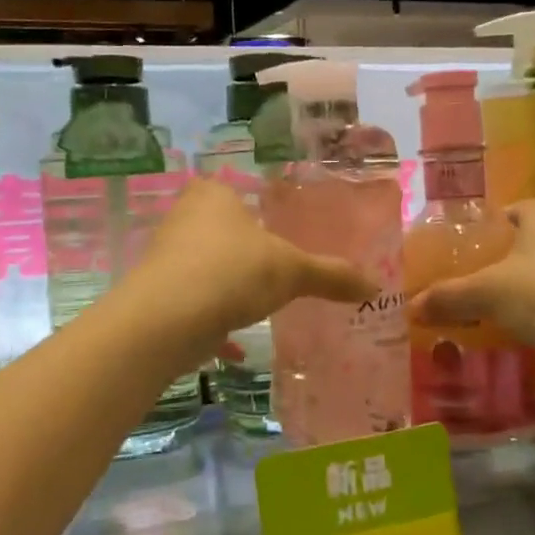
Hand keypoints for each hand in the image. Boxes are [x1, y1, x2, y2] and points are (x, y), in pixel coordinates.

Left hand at [129, 177, 376, 353]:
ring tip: (258, 301)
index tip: (280, 230)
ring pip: (205, 266)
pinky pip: (193, 302)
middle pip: (220, 228)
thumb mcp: (292, 271)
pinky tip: (234, 345)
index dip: (257, 207)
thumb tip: (377, 287)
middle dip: (244, 249)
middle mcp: (184, 218)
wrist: (166, 321)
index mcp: (214, 195)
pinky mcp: (158, 294)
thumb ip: (332, 275)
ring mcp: (167, 257)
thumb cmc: (232, 272)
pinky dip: (213, 321)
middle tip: (277, 268)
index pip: (236, 188)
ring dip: (227, 283)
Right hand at [409, 200, 534, 384]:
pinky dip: (530, 322)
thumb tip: (411, 306)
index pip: (517, 208)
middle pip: (524, 247)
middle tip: (460, 282)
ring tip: (476, 314)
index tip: (466, 241)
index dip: (492, 219)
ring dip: (512, 295)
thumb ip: (449, 297)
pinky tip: (509, 339)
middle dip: (495, 263)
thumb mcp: (490, 293)